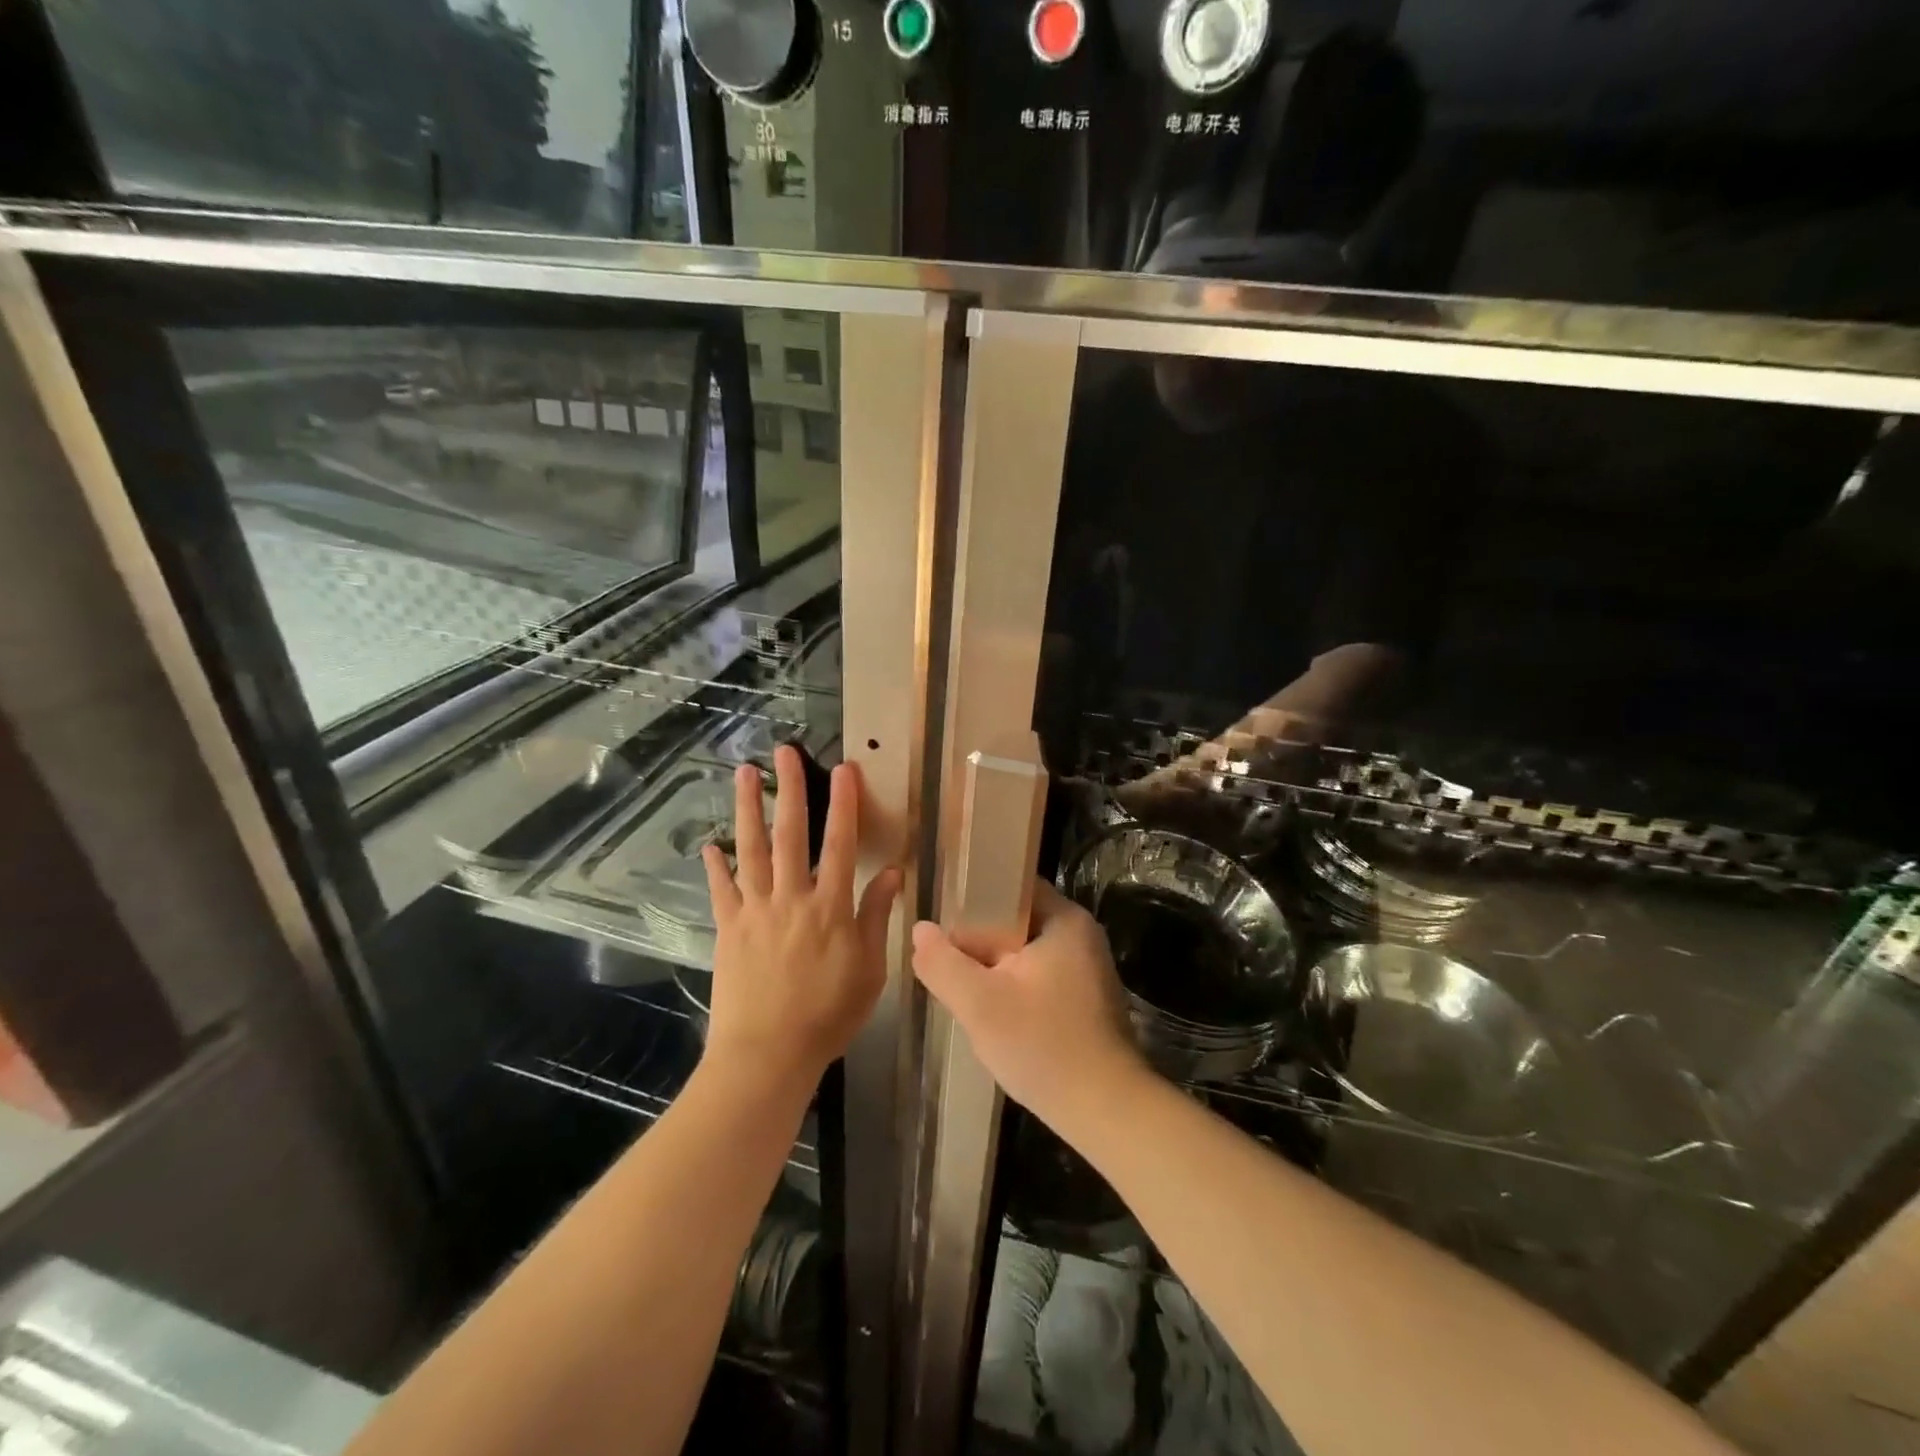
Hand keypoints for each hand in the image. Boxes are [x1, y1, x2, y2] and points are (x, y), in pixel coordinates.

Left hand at [702, 746, 901, 1088]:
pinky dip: (716, 865)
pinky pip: (722, 890)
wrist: (768, 1054)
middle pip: (791, 834)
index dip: (844, 804)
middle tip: (783, 752)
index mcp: (831, 907)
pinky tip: (711, 843)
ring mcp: (756, 911)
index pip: (842, 843)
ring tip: (743, 774)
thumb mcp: (869, 969)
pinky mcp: (729, 929)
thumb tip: (894, 872)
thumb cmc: (828, 1015)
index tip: (843, 769)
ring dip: (748, 809)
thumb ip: (877, 916)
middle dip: (789, 789)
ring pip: (752, 849)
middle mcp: (792, 898)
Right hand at [910, 881, 1145, 1124]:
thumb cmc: (1043, 1045)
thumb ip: (943, 963)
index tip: (943, 920)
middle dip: (980, 940)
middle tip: (946, 960)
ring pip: (1026, 952)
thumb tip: (920, 930)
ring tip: (963, 987)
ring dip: (995, 967)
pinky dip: (1016, 987)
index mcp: (1064, 919)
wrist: (1105, 1111)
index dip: (974, 898)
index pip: (1012, 886)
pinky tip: (995, 1012)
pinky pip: (1041, 976)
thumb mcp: (979, 1004)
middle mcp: (1081, 935)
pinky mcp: (1087, 999)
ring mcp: (1088, 968)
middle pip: (1017, 921)